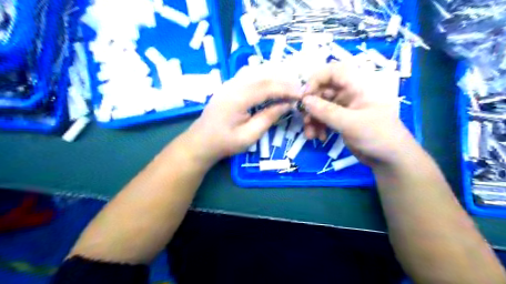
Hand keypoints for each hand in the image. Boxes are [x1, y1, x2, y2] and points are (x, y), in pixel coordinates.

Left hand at [183, 66, 299, 165]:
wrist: (200, 142)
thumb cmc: (224, 143)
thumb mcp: (249, 135)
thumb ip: (268, 117)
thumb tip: (286, 105)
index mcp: (238, 97)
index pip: (268, 87)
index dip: (287, 89)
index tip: (301, 95)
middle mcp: (233, 85)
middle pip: (264, 77)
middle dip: (283, 83)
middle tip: (299, 91)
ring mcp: (229, 84)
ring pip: (257, 75)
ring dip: (275, 79)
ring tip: (289, 88)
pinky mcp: (228, 87)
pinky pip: (250, 78)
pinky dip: (265, 80)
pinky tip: (272, 86)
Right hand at [301, 63, 412, 166]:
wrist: (390, 159)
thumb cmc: (377, 136)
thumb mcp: (351, 123)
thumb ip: (326, 111)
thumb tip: (305, 101)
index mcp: (358, 86)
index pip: (333, 71)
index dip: (316, 79)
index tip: (305, 96)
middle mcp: (350, 93)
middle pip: (323, 90)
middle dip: (312, 105)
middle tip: (305, 119)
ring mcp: (345, 107)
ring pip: (321, 106)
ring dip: (313, 119)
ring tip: (310, 134)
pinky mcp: (342, 120)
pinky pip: (324, 118)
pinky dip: (318, 126)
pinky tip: (319, 137)